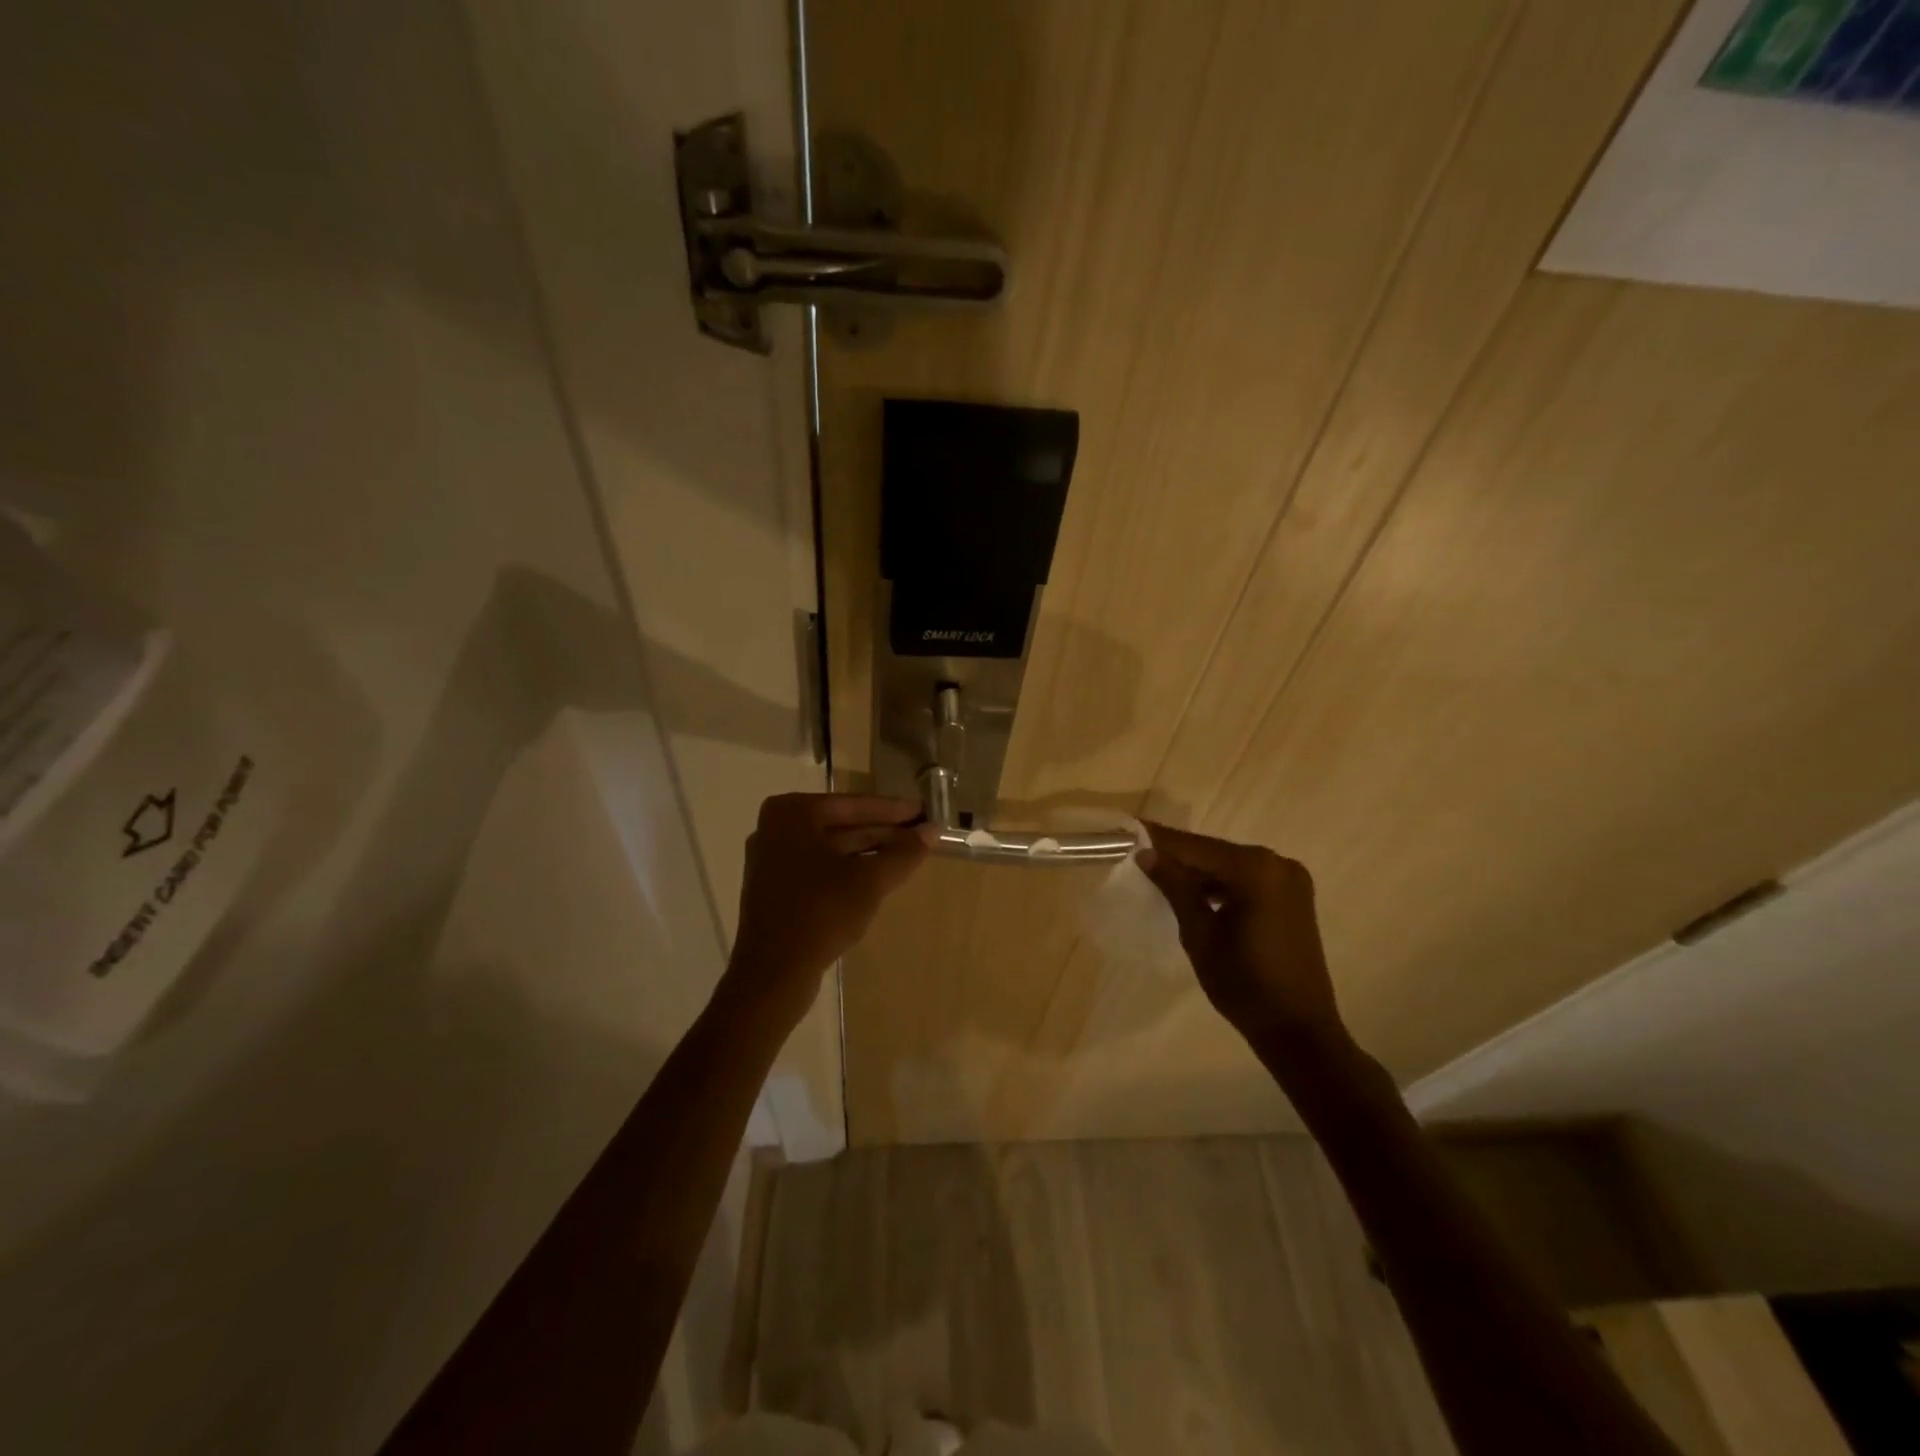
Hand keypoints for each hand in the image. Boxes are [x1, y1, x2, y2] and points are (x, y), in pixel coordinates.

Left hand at [726, 793, 931, 1018]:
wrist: (773, 972)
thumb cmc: (822, 913)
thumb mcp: (871, 880)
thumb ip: (903, 852)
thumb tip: (932, 830)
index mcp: (793, 813)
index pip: (854, 805)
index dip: (894, 810)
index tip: (924, 810)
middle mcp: (776, 827)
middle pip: (842, 824)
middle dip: (882, 831)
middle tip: (921, 833)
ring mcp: (772, 858)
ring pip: (831, 848)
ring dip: (869, 851)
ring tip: (907, 855)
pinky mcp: (774, 887)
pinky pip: (819, 867)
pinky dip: (848, 869)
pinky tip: (877, 877)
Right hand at [1139, 823, 1345, 1047]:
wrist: (1298, 1030)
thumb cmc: (1243, 984)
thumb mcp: (1199, 934)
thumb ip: (1174, 887)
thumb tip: (1146, 854)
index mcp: (1255, 869)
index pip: (1195, 847)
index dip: (1160, 840)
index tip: (1129, 830)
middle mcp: (1277, 863)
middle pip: (1215, 852)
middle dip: (1179, 855)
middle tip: (1140, 854)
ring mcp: (1290, 880)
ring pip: (1231, 866)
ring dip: (1200, 871)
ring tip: (1161, 875)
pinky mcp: (1294, 897)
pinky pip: (1249, 880)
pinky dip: (1222, 884)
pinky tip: (1197, 895)